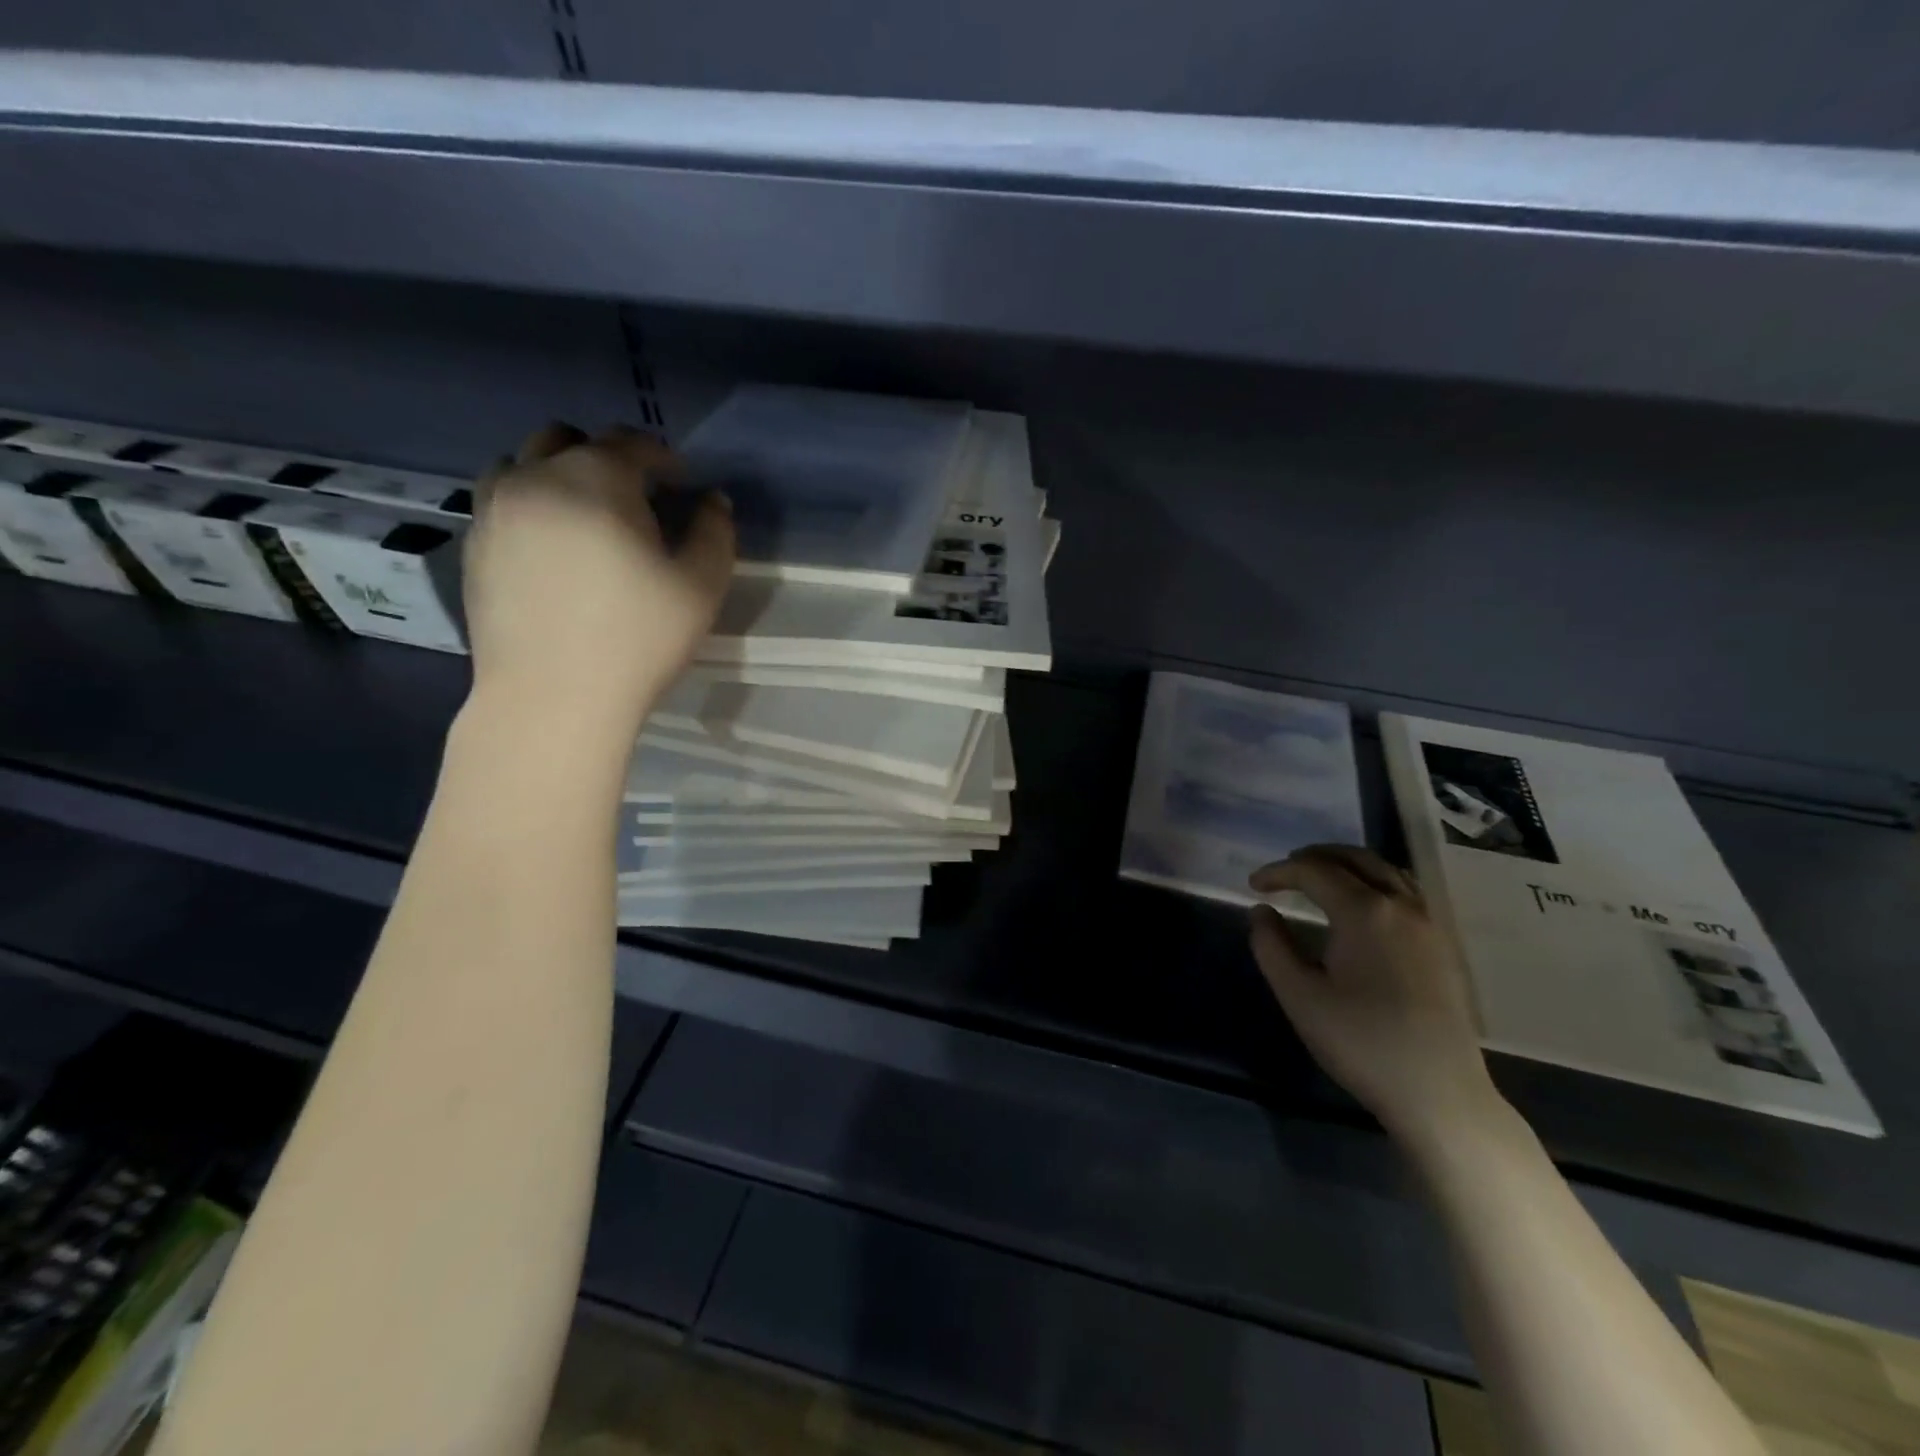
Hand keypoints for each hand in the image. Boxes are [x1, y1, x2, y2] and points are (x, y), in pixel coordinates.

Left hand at [461, 423, 734, 734]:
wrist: (553, 697)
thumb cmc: (638, 639)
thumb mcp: (702, 586)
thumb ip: (715, 532)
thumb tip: (712, 501)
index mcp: (596, 478)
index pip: (631, 442)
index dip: (663, 458)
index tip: (681, 486)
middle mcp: (536, 477)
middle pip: (568, 438)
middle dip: (606, 457)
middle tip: (634, 500)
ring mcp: (494, 510)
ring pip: (523, 463)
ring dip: (558, 475)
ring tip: (585, 518)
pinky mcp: (474, 546)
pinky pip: (500, 502)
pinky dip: (529, 507)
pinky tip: (552, 550)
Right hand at [1248, 845, 1501, 1142]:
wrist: (1438, 1093)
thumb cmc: (1361, 1041)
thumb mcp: (1299, 995)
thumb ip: (1271, 946)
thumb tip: (1262, 912)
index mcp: (1364, 911)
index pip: (1314, 871)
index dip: (1279, 872)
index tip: (1253, 886)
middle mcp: (1401, 905)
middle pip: (1355, 859)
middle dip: (1314, 857)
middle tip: (1285, 870)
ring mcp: (1429, 924)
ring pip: (1386, 871)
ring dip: (1348, 865)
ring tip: (1320, 879)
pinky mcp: (1442, 946)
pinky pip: (1405, 891)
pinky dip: (1375, 881)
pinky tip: (1362, 906)